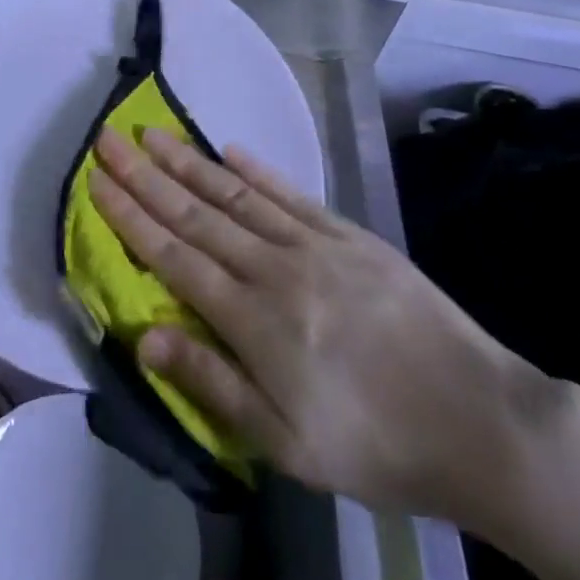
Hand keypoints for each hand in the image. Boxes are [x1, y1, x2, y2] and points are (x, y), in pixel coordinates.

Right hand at [90, 127, 550, 529]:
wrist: (481, 422)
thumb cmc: (376, 447)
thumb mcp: (286, 443)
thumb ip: (213, 383)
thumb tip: (144, 337)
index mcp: (254, 320)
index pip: (175, 256)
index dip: (131, 216)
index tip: (98, 180)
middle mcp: (276, 269)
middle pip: (197, 214)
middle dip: (146, 175)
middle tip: (108, 138)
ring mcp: (315, 246)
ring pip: (237, 195)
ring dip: (189, 162)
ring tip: (152, 133)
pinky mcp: (350, 237)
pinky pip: (291, 196)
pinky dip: (257, 170)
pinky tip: (230, 149)